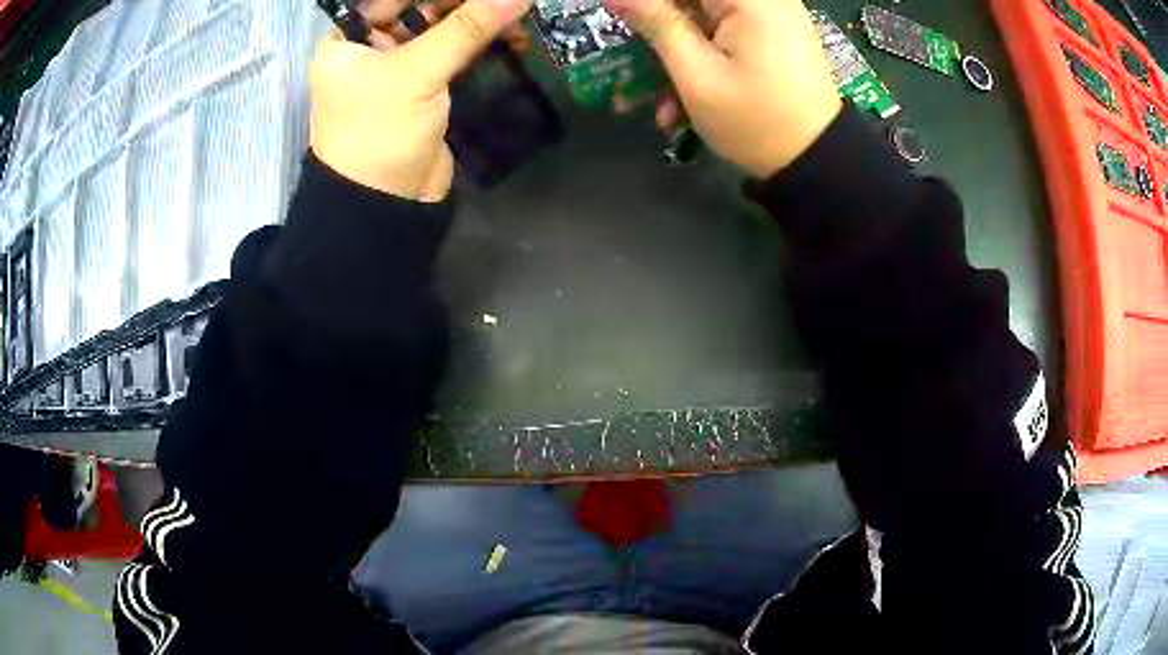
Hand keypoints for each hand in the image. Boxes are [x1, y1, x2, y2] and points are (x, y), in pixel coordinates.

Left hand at [308, 0, 533, 201]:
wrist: (383, 207)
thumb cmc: (379, 132)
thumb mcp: (417, 74)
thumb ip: (466, 28)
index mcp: (348, 40)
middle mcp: (370, 49)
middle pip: (422, 11)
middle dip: (465, 5)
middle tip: (507, 3)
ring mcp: (398, 70)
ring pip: (442, 32)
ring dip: (479, 24)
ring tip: (517, 21)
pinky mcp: (423, 90)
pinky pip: (453, 56)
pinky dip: (480, 47)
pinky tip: (511, 41)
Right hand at [603, 0, 841, 177]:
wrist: (817, 163)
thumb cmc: (756, 121)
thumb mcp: (697, 75)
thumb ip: (656, 24)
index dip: (647, 5)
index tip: (623, 20)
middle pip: (691, 0)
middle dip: (657, 28)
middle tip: (631, 58)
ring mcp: (770, 16)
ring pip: (702, 17)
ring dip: (674, 51)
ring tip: (654, 98)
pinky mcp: (772, 35)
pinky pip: (722, 33)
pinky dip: (700, 58)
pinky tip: (682, 99)